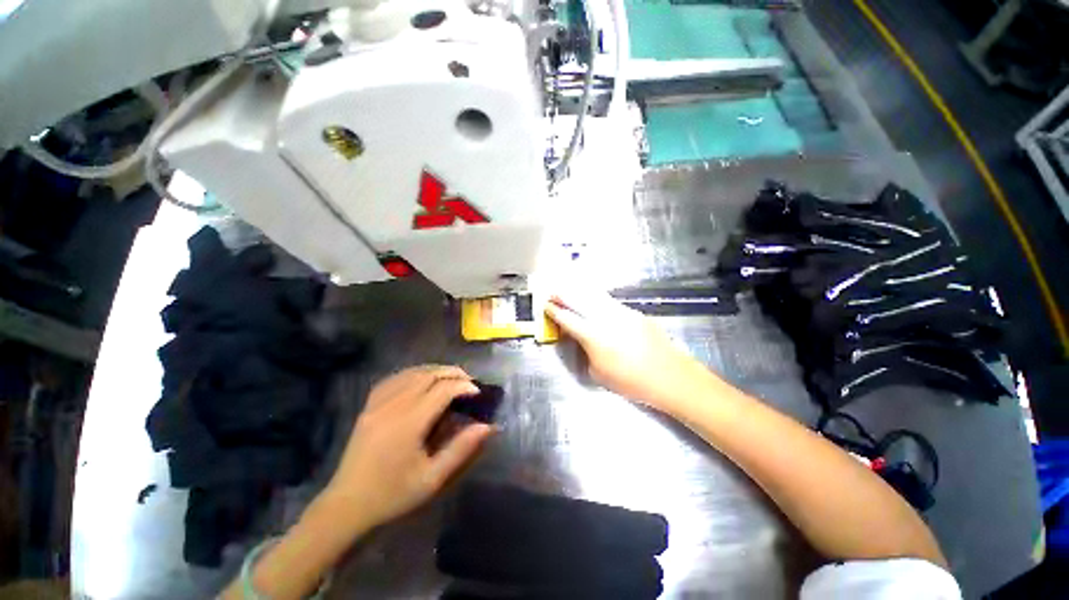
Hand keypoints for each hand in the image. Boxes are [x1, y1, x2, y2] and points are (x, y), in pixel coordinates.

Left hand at [321, 365, 494, 532]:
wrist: (346, 506)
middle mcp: (393, 406)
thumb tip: (488, 426)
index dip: (464, 386)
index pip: (443, 390)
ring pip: (412, 373)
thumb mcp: (432, 479)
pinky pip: (394, 379)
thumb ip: (461, 449)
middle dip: (453, 373)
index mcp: (409, 423)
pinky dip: (413, 373)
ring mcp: (377, 404)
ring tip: (451, 379)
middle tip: (469, 382)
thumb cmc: (392, 495)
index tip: (478, 393)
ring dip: (436, 371)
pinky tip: (421, 380)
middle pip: (429, 375)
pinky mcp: (368, 406)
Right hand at [545, 288, 709, 413]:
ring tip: (570, 288)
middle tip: (553, 291)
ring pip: (595, 297)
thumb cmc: (631, 382)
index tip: (546, 305)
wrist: (669, 376)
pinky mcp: (634, 313)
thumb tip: (582, 340)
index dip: (554, 311)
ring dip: (580, 292)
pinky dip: (597, 299)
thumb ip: (586, 353)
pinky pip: (610, 303)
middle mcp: (605, 319)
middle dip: (563, 295)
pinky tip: (594, 300)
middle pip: (579, 301)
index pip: (568, 319)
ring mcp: (621, 313)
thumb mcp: (598, 373)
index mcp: (593, 336)